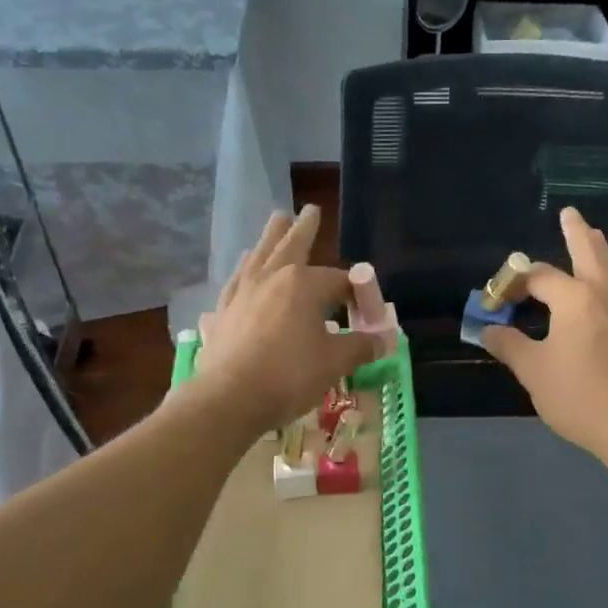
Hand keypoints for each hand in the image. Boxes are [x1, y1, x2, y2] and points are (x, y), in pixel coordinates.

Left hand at [190, 206, 375, 435]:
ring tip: (275, 222)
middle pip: (291, 246)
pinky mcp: (223, 312)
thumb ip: (360, 346)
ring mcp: (243, 293)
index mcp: (304, 284)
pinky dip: (245, 270)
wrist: (229, 398)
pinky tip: (244, 269)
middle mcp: (272, 278)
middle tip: (309, 209)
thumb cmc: (289, 375)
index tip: (366, 308)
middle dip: (303, 228)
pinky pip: (237, 281)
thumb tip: (384, 340)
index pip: (338, 280)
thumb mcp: (334, 362)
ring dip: (270, 238)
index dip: (356, 292)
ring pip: (259, 256)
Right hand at [483, 207, 607, 457]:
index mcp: (573, 299)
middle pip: (588, 254)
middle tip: (570, 213)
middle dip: (576, 233)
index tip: (496, 300)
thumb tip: (487, 329)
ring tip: (597, 235)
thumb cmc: (575, 395)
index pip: (538, 278)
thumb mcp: (532, 370)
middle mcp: (604, 295)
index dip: (513, 284)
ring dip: (604, 252)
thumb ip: (509, 344)